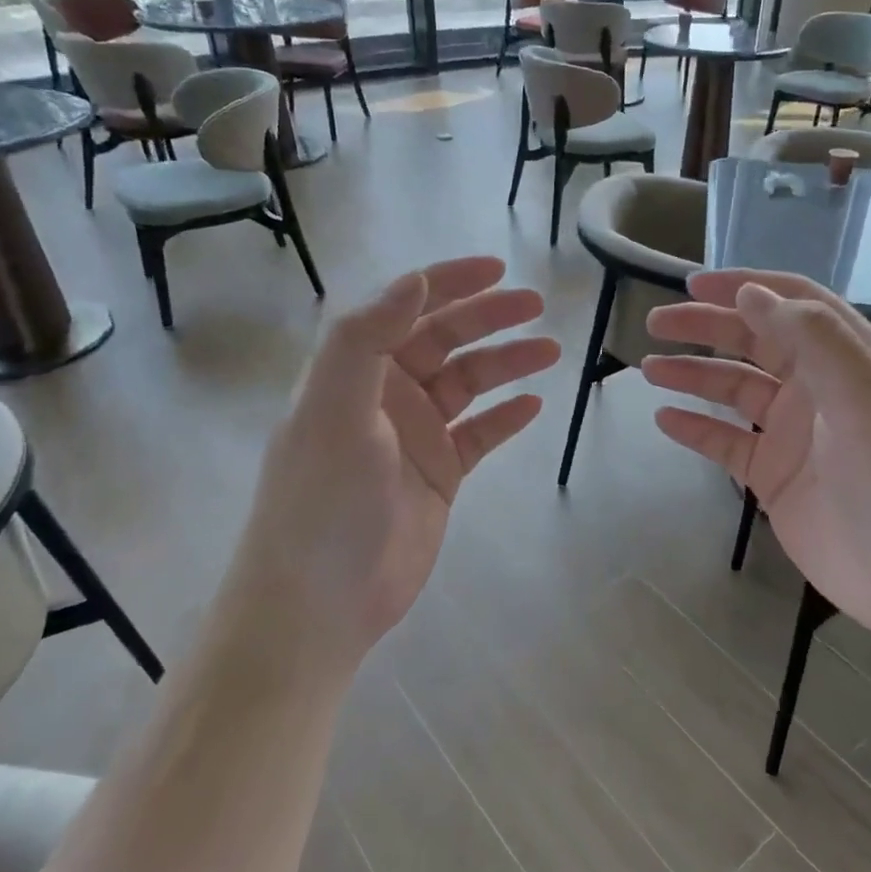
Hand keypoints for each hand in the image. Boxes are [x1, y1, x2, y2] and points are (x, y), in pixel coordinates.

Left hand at [235, 257, 558, 671]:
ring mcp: (415, 437)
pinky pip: (480, 435)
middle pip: (445, 340)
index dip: (448, 282)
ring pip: (469, 385)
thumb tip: (413, 280)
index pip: (405, 308)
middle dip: (489, 318)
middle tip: (536, 306)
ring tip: (550, 351)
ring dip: (507, 363)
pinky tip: (533, 406)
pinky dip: (505, 418)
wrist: (321, 601)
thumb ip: (365, 339)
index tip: (496, 270)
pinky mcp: (439, 476)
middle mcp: (386, 395)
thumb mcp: (334, 409)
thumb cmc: (323, 500)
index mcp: (355, 371)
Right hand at [642, 271, 870, 644]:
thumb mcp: (867, 396)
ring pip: (735, 390)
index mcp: (852, 358)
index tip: (696, 283)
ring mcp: (795, 434)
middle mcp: (821, 388)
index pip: (795, 304)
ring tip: (651, 368)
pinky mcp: (775, 477)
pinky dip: (696, 429)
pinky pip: (727, 443)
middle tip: (657, 323)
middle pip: (756, 342)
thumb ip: (812, 339)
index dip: (748, 287)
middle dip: (708, 327)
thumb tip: (752, 294)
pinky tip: (665, 419)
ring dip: (695, 375)